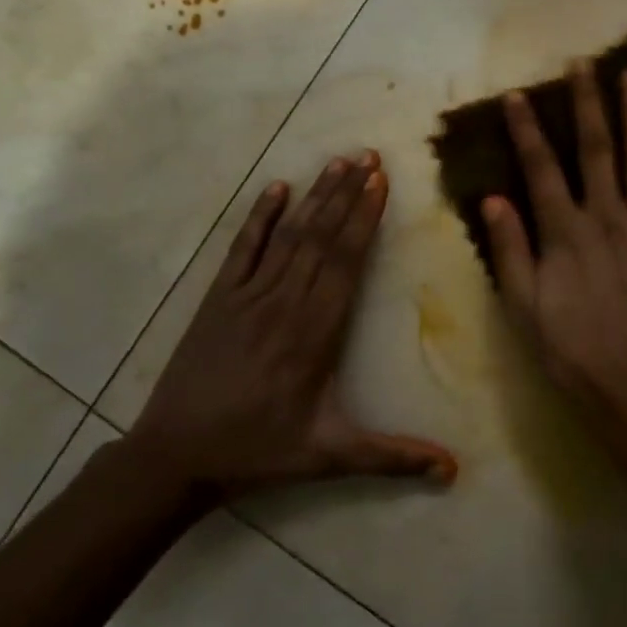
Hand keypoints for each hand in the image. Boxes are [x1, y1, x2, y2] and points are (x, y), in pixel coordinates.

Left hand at [129, 151, 457, 493]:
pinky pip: (242, 249)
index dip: (364, 220)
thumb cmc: (258, 452)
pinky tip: (275, 188)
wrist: (175, 456)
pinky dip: (260, 217)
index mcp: (314, 334)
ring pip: (288, 236)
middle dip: (347, 194)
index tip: (381, 183)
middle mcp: (283, 304)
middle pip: (321, 238)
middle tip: (369, 155)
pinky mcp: (218, 299)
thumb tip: (452, 470)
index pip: (345, 264)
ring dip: (315, 197)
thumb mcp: (329, 456)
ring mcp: (247, 296)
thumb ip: (391, 458)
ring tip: (338, 162)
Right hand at [483, 62, 626, 460]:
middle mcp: (607, 216)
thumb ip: (511, 251)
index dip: (527, 129)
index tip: (520, 93)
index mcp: (565, 232)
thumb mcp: (525, 309)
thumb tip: (493, 199)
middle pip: (596, 149)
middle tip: (584, 63)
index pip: (541, 168)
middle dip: (587, 103)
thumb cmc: (575, 352)